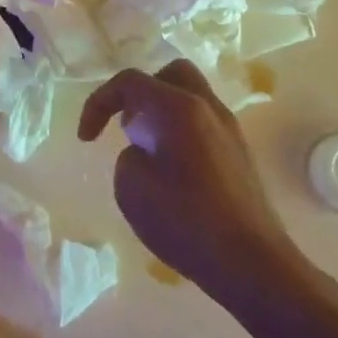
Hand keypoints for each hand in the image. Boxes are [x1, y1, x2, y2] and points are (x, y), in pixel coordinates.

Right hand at [79, 60, 321, 300]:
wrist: (251, 262)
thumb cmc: (185, 220)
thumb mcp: (131, 187)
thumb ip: (129, 156)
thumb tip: (146, 150)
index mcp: (178, 107)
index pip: (130, 81)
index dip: (98, 102)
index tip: (86, 139)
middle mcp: (207, 107)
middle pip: (170, 75)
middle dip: (140, 94)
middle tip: (126, 128)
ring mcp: (229, 130)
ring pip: (190, 98)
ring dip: (161, 113)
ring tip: (146, 152)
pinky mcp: (239, 154)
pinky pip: (202, 124)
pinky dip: (179, 133)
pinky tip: (171, 172)